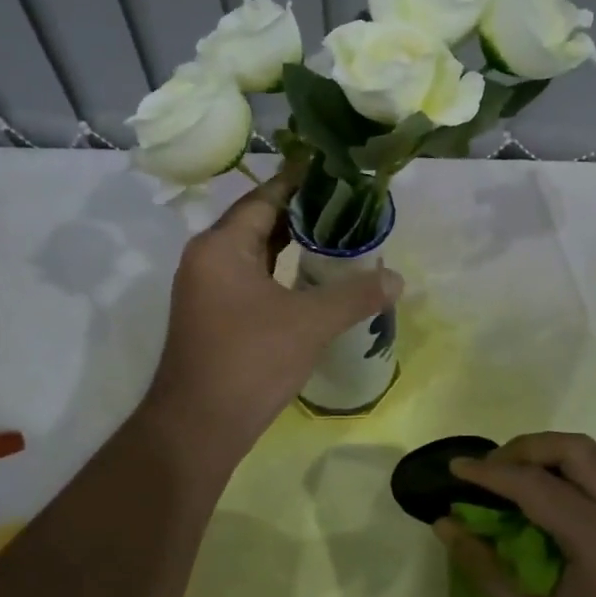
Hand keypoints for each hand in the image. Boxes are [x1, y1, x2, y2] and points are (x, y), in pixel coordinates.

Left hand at [145, 168, 402, 459]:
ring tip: (337, 232)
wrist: (197, 428)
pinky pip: (251, 277)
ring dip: (292, 242)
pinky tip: (311, 275)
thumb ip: (355, 296)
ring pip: (255, 252)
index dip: (301, 180)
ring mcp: (207, 288)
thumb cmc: (249, 363)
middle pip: (259, 220)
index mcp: (221, 246)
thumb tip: (398, 279)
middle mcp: (208, 258)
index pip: (265, 197)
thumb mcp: (309, 324)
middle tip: (348, 200)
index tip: (335, 167)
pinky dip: (280, 270)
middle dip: (302, 211)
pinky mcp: (213, 314)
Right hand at [438, 433, 595, 596]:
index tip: (454, 468)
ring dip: (557, 455)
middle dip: (527, 449)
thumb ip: (483, 567)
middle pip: (577, 450)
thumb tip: (445, 524)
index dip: (489, 473)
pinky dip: (581, 473)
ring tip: (519, 477)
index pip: (535, 485)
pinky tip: (553, 501)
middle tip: (490, 469)